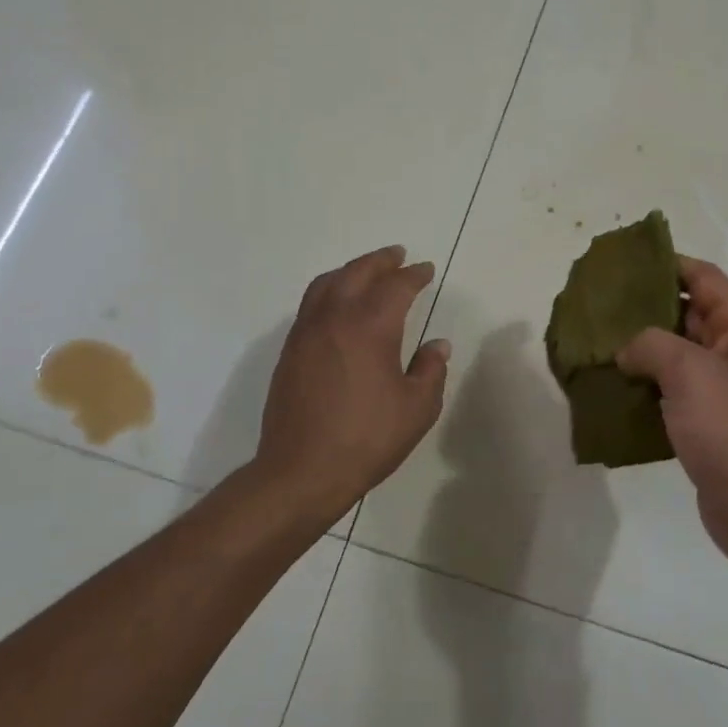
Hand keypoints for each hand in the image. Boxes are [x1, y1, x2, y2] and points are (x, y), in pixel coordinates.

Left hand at [254, 245, 450, 526]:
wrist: (302, 470)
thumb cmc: (367, 439)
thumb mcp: (417, 409)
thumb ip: (431, 370)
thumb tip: (437, 345)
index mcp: (370, 327)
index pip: (396, 286)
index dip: (414, 275)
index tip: (426, 270)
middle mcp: (334, 318)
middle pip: (357, 272)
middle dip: (380, 261)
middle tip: (398, 255)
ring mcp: (306, 333)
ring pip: (327, 283)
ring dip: (351, 270)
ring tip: (367, 272)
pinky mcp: (290, 351)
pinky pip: (310, 304)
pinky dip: (330, 290)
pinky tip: (339, 305)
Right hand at [617, 258, 727, 559]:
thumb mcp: (689, 373)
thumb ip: (651, 344)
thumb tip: (627, 350)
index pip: (704, 279)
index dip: (667, 265)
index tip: (625, 264)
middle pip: (689, 313)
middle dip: (647, 307)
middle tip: (601, 305)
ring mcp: (723, 388)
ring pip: (677, 353)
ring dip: (642, 348)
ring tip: (599, 343)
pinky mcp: (708, 420)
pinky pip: (673, 389)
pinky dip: (646, 383)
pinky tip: (613, 385)